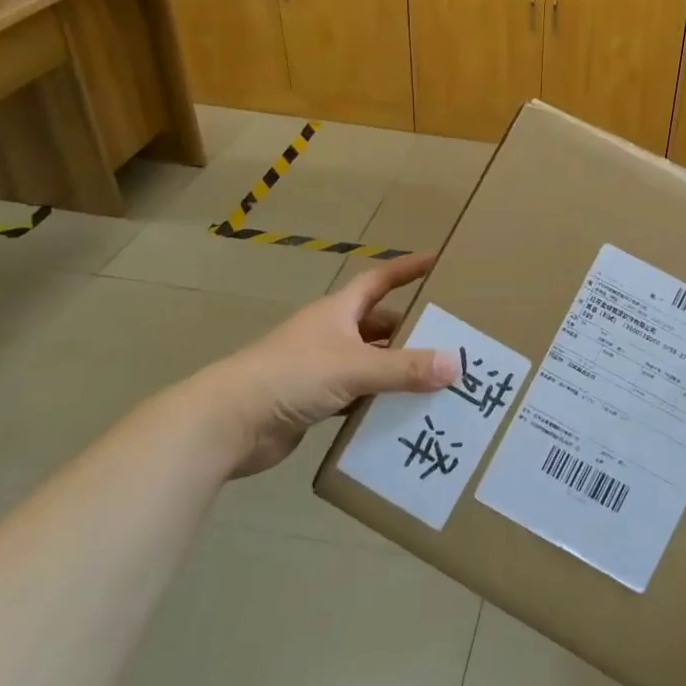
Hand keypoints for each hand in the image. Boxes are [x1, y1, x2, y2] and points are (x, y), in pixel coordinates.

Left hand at [167, 255, 454, 477]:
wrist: (229, 422)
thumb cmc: (292, 375)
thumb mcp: (354, 367)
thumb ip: (404, 368)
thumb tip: (456, 364)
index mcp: (338, 311)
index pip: (379, 280)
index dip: (407, 269)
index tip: (438, 262)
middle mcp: (331, 334)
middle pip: (379, 325)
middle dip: (412, 331)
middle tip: (451, 339)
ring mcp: (321, 368)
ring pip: (370, 363)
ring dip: (397, 371)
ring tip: (438, 381)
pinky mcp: (314, 401)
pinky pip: (357, 396)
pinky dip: (378, 401)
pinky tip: (404, 414)